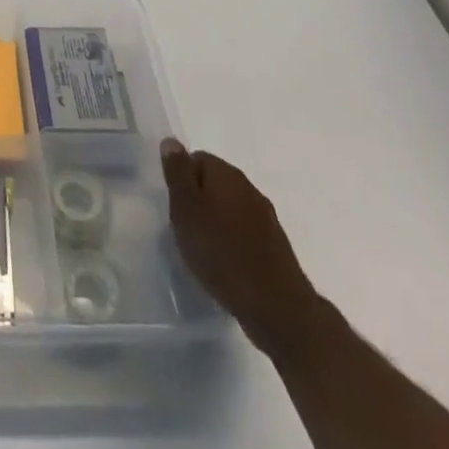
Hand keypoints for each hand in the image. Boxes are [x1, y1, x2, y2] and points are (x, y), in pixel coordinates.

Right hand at [162, 138, 324, 359]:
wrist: (277, 307)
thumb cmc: (221, 253)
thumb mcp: (185, 209)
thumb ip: (177, 173)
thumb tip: (171, 141)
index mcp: (225, 173)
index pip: (196, 159)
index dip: (181, 180)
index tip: (175, 207)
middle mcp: (248, 187)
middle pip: (214, 183)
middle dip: (198, 201)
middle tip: (184, 229)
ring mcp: (265, 217)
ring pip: (230, 208)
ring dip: (216, 222)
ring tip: (204, 251)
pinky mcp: (275, 245)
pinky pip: (245, 232)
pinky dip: (232, 242)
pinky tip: (226, 265)